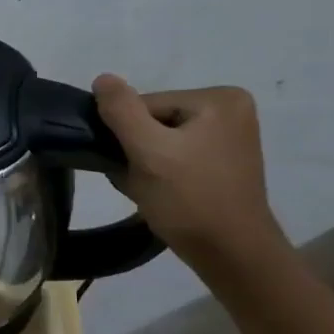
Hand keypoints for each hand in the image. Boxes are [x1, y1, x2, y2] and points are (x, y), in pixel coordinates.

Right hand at [91, 75, 288, 268]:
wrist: (231, 254)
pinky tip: (161, 192)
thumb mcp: (148, 151)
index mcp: (219, 98)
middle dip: (137, 150)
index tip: (132, 165)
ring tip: (150, 190)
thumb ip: (121, 111)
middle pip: (153, 121)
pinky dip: (160, 172)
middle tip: (139, 181)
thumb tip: (102, 78)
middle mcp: (231, 109)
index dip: (128, 135)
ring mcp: (230, 136)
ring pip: (160, 140)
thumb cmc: (190, 200)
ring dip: (144, 163)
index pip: (146, 104)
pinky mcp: (224, 161)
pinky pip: (176, 155)